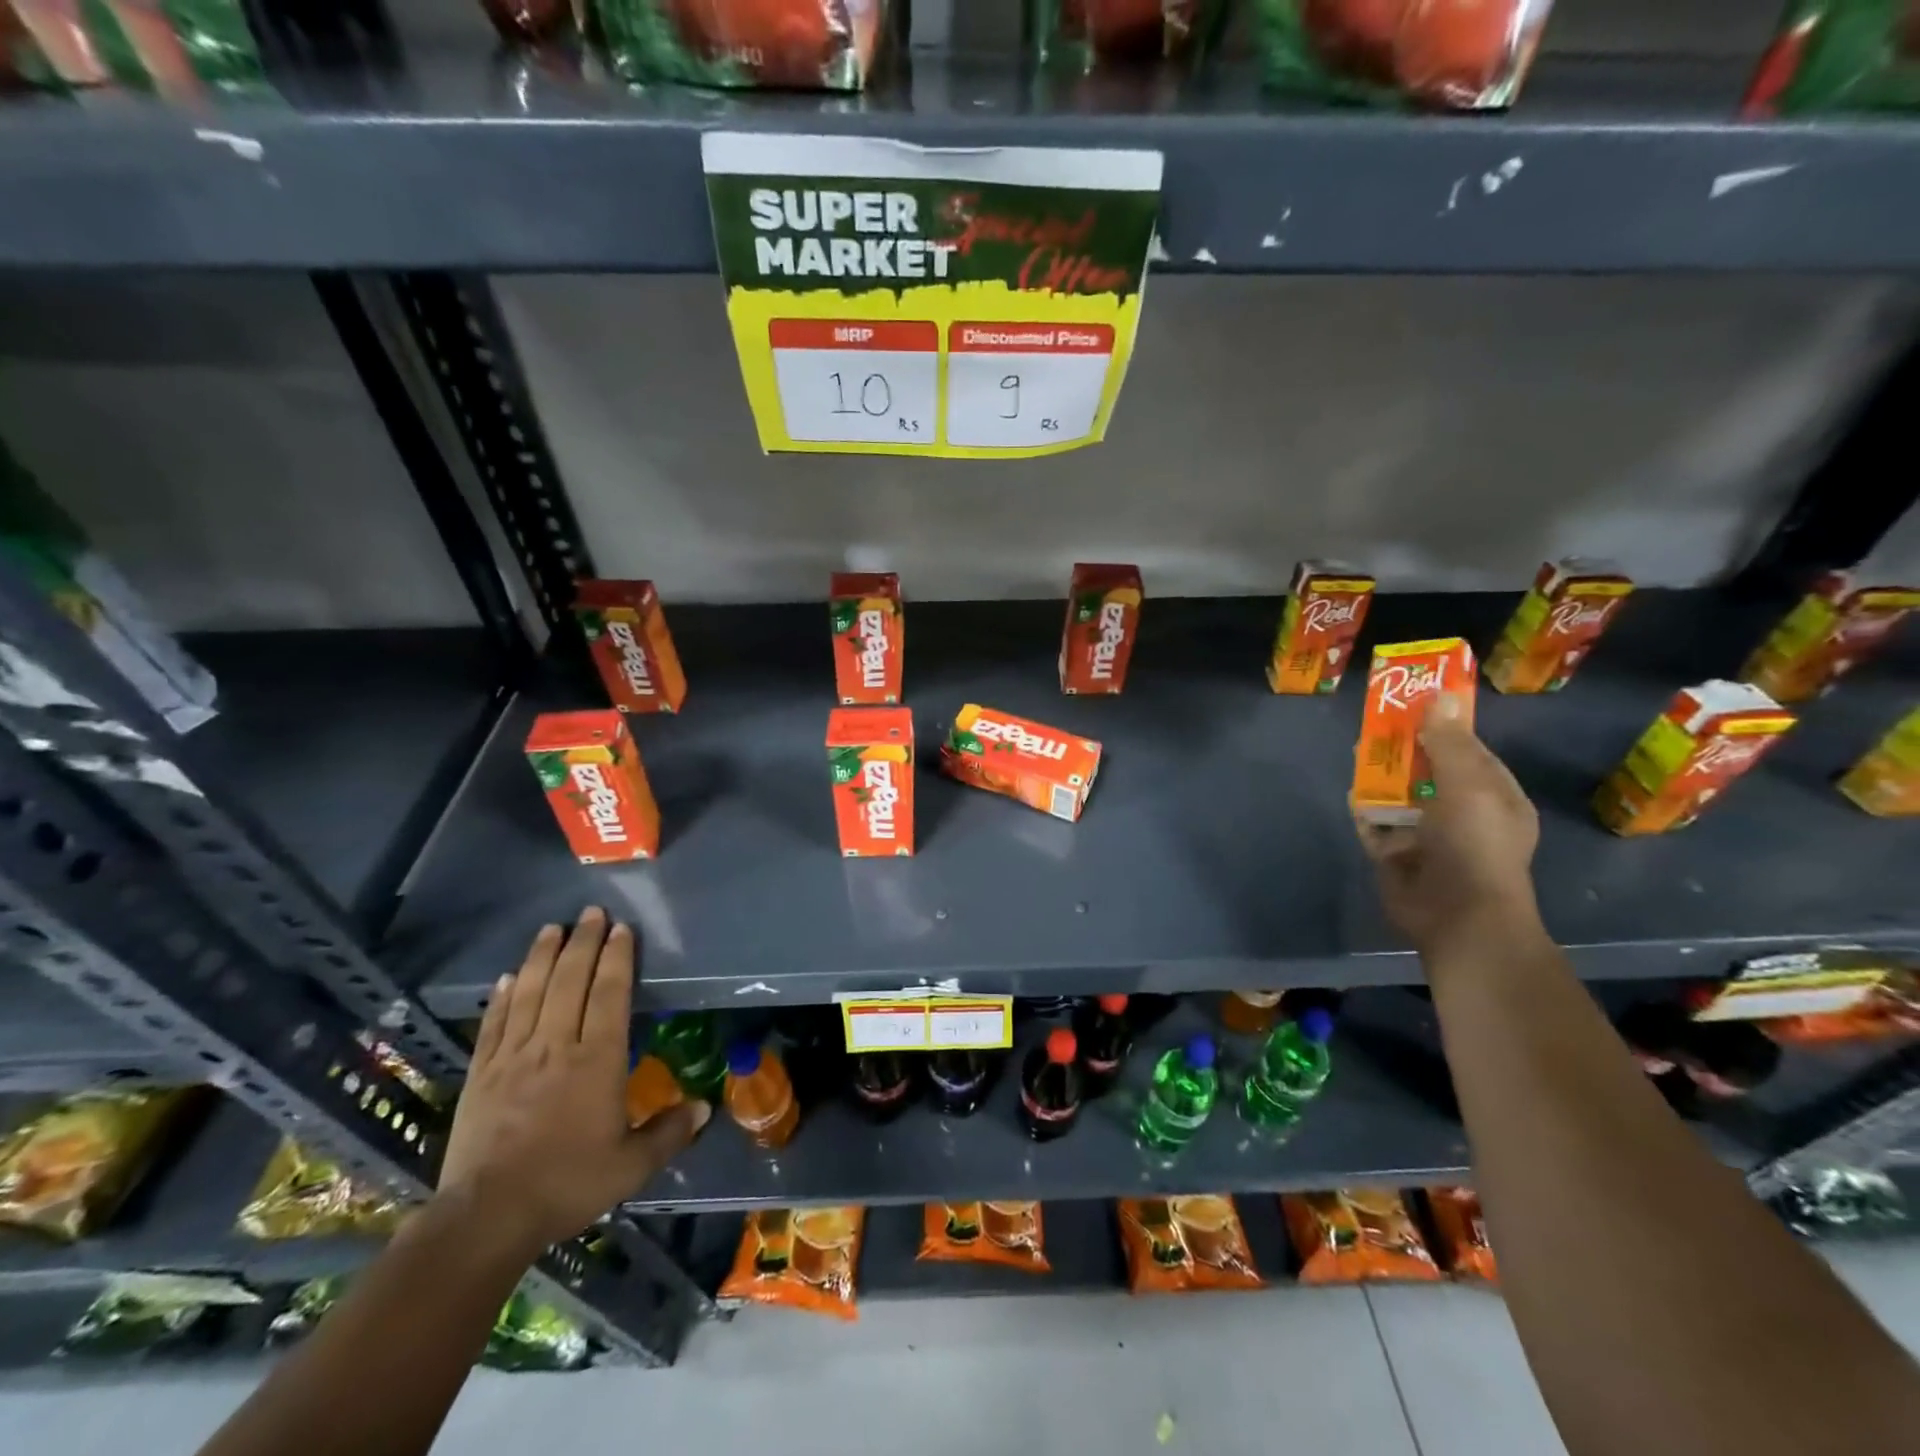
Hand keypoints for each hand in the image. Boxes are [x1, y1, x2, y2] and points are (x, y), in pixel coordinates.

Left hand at [436, 907, 709, 1257]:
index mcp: (596, 1060)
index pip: (609, 994)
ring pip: (530, 993)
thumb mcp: (631, 1165)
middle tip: (590, 912)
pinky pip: (494, 1024)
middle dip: (582, 942)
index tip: (621, 929)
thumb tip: (705, 1108)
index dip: (617, 958)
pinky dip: (502, 997)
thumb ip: (669, 1132)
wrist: (487, 1217)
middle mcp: (555, 1046)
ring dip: (542, 957)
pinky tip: (507, 978)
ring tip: (552, 928)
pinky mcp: (482, 1074)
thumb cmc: (568, 1183)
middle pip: (570, 981)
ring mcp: (513, 1057)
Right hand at [1355, 694, 1542, 960]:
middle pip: (1428, 771)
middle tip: (1376, 722)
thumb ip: (1449, 743)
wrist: (1457, 916)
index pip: (1468, 751)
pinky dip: (1364, 809)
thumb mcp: (1469, 786)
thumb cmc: (1474, 845)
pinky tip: (1350, 792)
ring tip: (1356, 750)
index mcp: (1493, 797)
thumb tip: (1440, 696)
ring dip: (1380, 775)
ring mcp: (1427, 837)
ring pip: (1399, 796)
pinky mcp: (1396, 856)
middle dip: (1404, 748)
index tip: (1414, 700)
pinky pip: (1376, 825)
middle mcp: (1461, 814)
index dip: (1442, 725)